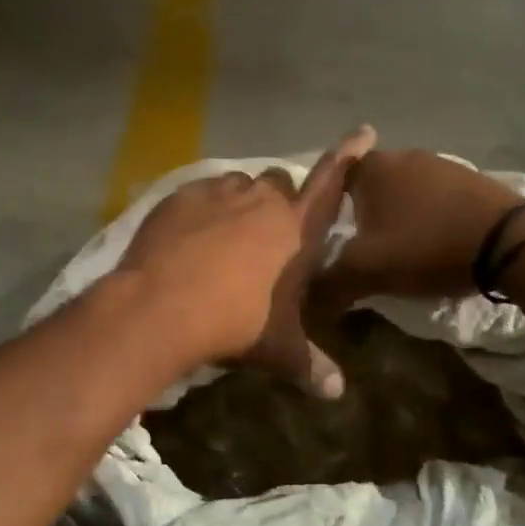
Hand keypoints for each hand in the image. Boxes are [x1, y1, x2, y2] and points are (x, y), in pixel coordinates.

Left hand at [116, 125, 376, 395]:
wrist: (160, 306)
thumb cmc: (232, 324)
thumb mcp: (277, 348)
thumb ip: (310, 364)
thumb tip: (337, 393)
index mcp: (295, 229)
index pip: (331, 184)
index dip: (349, 156)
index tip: (364, 131)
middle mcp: (261, 200)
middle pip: (280, 183)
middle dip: (278, 201)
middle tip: (265, 234)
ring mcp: (218, 193)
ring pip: (238, 184)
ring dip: (239, 202)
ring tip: (224, 234)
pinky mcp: (180, 196)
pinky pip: (201, 192)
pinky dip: (203, 207)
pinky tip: (189, 235)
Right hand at [316, 150, 524, 306]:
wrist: (510, 243)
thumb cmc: (427, 247)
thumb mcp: (368, 271)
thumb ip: (328, 284)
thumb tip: (304, 301)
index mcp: (373, 169)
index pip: (333, 179)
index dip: (328, 207)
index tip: (331, 234)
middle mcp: (404, 156)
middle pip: (369, 184)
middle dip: (364, 212)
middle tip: (363, 246)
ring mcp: (441, 164)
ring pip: (404, 189)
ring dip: (399, 214)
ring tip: (401, 248)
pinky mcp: (472, 179)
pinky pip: (435, 196)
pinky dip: (429, 215)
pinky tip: (435, 241)